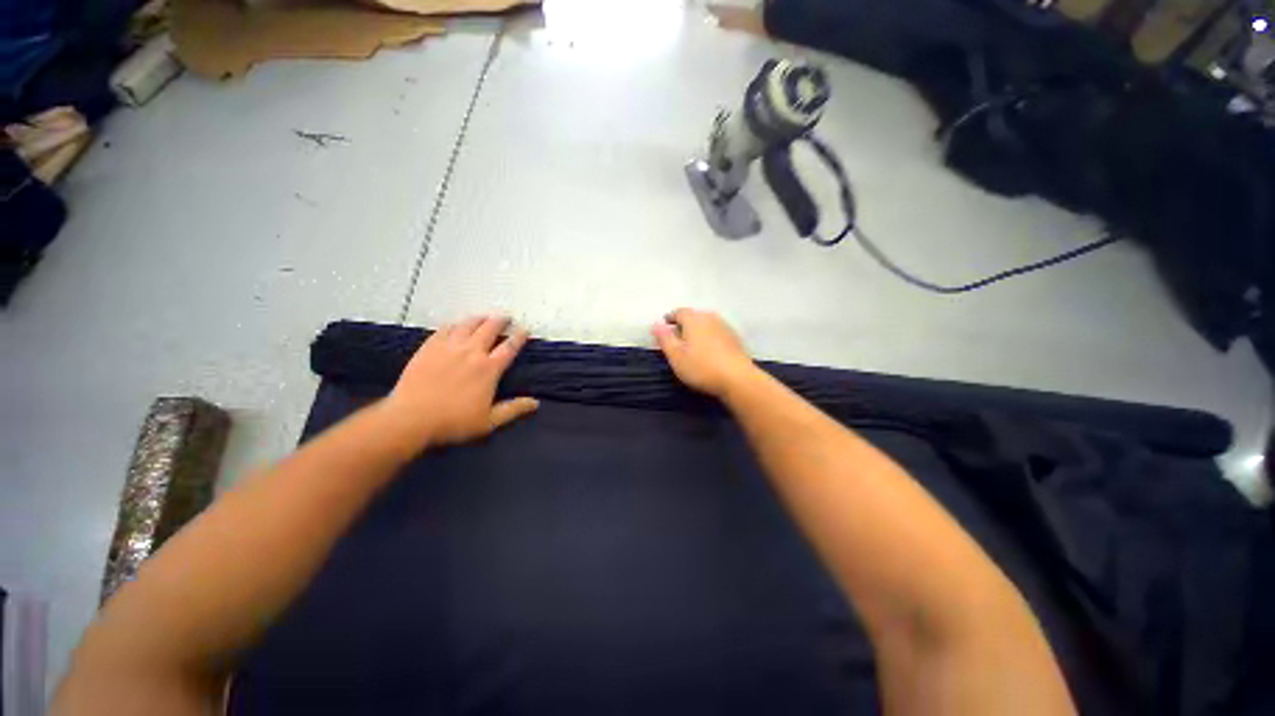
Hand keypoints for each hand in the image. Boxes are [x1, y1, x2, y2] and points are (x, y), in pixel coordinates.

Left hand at [385, 315, 538, 446]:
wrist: (410, 418)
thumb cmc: (453, 422)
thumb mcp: (489, 421)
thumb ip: (513, 409)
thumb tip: (535, 403)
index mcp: (489, 369)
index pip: (509, 347)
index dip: (519, 336)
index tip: (524, 329)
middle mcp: (471, 352)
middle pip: (489, 328)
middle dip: (500, 321)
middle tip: (506, 317)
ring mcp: (449, 347)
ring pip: (468, 324)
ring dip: (479, 319)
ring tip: (484, 317)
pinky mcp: (429, 347)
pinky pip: (445, 328)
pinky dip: (454, 324)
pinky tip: (456, 324)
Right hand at [652, 308, 758, 397]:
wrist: (738, 379)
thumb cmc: (702, 367)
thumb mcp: (676, 356)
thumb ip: (665, 338)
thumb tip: (656, 324)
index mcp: (693, 319)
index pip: (677, 312)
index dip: (668, 320)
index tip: (664, 331)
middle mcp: (710, 317)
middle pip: (692, 317)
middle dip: (683, 326)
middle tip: (675, 341)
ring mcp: (724, 326)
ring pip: (705, 324)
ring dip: (697, 332)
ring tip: (691, 348)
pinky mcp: (734, 338)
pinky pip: (716, 333)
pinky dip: (708, 339)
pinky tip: (707, 353)